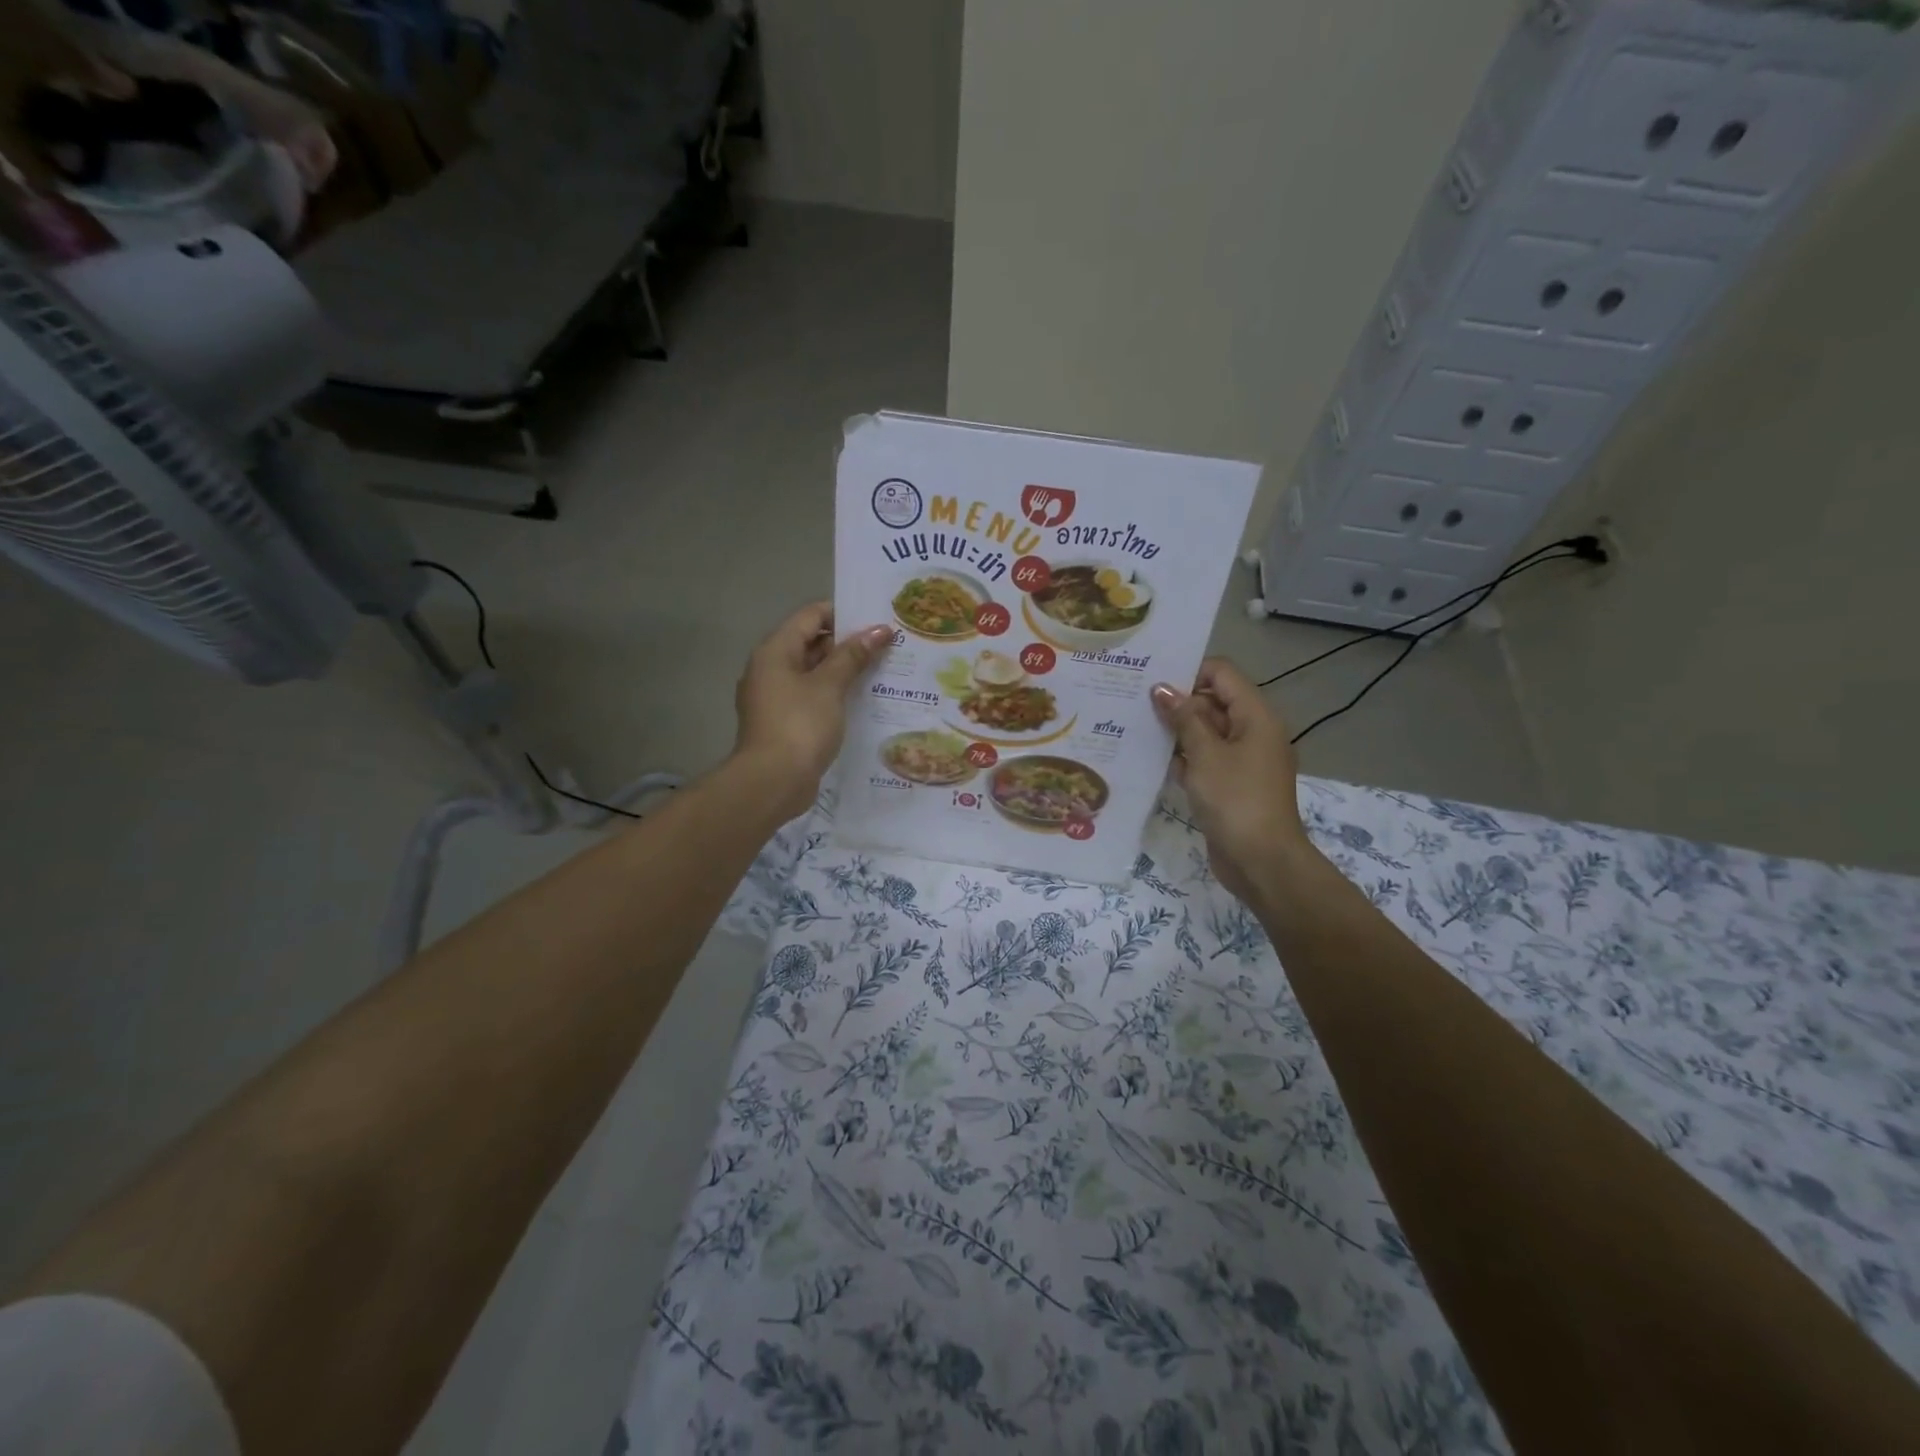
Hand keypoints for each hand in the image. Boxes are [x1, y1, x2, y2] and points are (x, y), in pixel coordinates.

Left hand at [734, 603, 890, 817]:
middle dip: (848, 643)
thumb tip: (880, 630)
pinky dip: (834, 694)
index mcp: (775, 651)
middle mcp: (770, 668)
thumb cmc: (800, 725)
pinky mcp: (783, 722)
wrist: (772, 782)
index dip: (844, 613)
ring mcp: (774, 697)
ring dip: (844, 670)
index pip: (811, 616)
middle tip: (887, 645)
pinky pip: (811, 697)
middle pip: (811, 643)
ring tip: (882, 670)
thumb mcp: (830, 686)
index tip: (877, 620)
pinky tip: (862, 700)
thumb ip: (854, 655)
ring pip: (813, 672)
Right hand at [1151, 658, 1315, 901]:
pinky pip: (1205, 759)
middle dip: (1178, 702)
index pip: (1222, 674)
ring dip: (1176, 731)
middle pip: (1213, 701)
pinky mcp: (1231, 784)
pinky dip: (1183, 757)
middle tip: (1134, 703)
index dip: (1189, 671)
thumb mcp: (1205, 754)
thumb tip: (1162, 688)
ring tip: (1135, 727)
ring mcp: (1242, 760)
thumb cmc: (1236, 800)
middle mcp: (1252, 732)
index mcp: (1256, 716)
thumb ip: (1184, 718)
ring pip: (1206, 732)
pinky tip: (1150, 759)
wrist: (1262, 861)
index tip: (1152, 680)